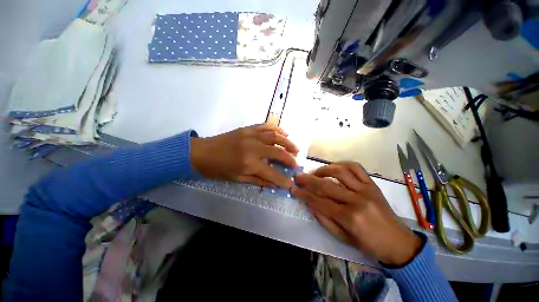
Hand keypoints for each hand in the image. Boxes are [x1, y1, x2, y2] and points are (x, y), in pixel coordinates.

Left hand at [190, 123, 298, 187]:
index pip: (271, 173)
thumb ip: (258, 180)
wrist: (201, 153)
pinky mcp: (247, 129)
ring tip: (295, 148)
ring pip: (275, 136)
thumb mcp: (237, 178)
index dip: (283, 180)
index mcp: (249, 163)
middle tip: (296, 163)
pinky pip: (265, 126)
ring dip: (287, 142)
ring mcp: (250, 135)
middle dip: (290, 159)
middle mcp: (253, 148)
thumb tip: (274, 184)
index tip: (291, 183)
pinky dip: (276, 129)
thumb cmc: (217, 169)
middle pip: (277, 152)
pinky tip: (284, 132)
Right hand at [291, 161, 421, 265]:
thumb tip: (309, 204)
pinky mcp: (373, 184)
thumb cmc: (369, 244)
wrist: (398, 242)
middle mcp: (357, 200)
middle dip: (309, 180)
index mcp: (349, 217)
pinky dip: (342, 164)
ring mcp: (366, 189)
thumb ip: (324, 220)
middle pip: (327, 185)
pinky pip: (356, 167)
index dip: (304, 195)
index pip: (320, 201)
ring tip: (315, 172)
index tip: (294, 189)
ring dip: (324, 169)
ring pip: (340, 171)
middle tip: (298, 176)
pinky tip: (333, 166)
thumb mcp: (343, 238)